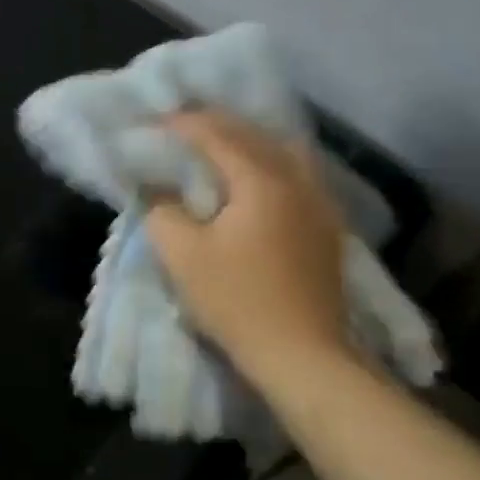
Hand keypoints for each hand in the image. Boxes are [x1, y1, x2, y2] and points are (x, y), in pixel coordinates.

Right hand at [143, 111, 355, 390]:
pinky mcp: (326, 226)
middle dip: (214, 124)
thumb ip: (161, 210)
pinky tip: (254, 174)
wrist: (303, 357)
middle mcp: (296, 181)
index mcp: (261, 180)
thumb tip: (158, 190)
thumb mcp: (181, 254)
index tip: (153, 122)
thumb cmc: (237, 302)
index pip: (217, 134)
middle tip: (180, 125)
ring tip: (219, 143)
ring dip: (248, 139)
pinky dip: (270, 160)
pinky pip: (297, 172)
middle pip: (254, 134)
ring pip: (283, 149)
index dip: (182, 124)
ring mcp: (319, 203)